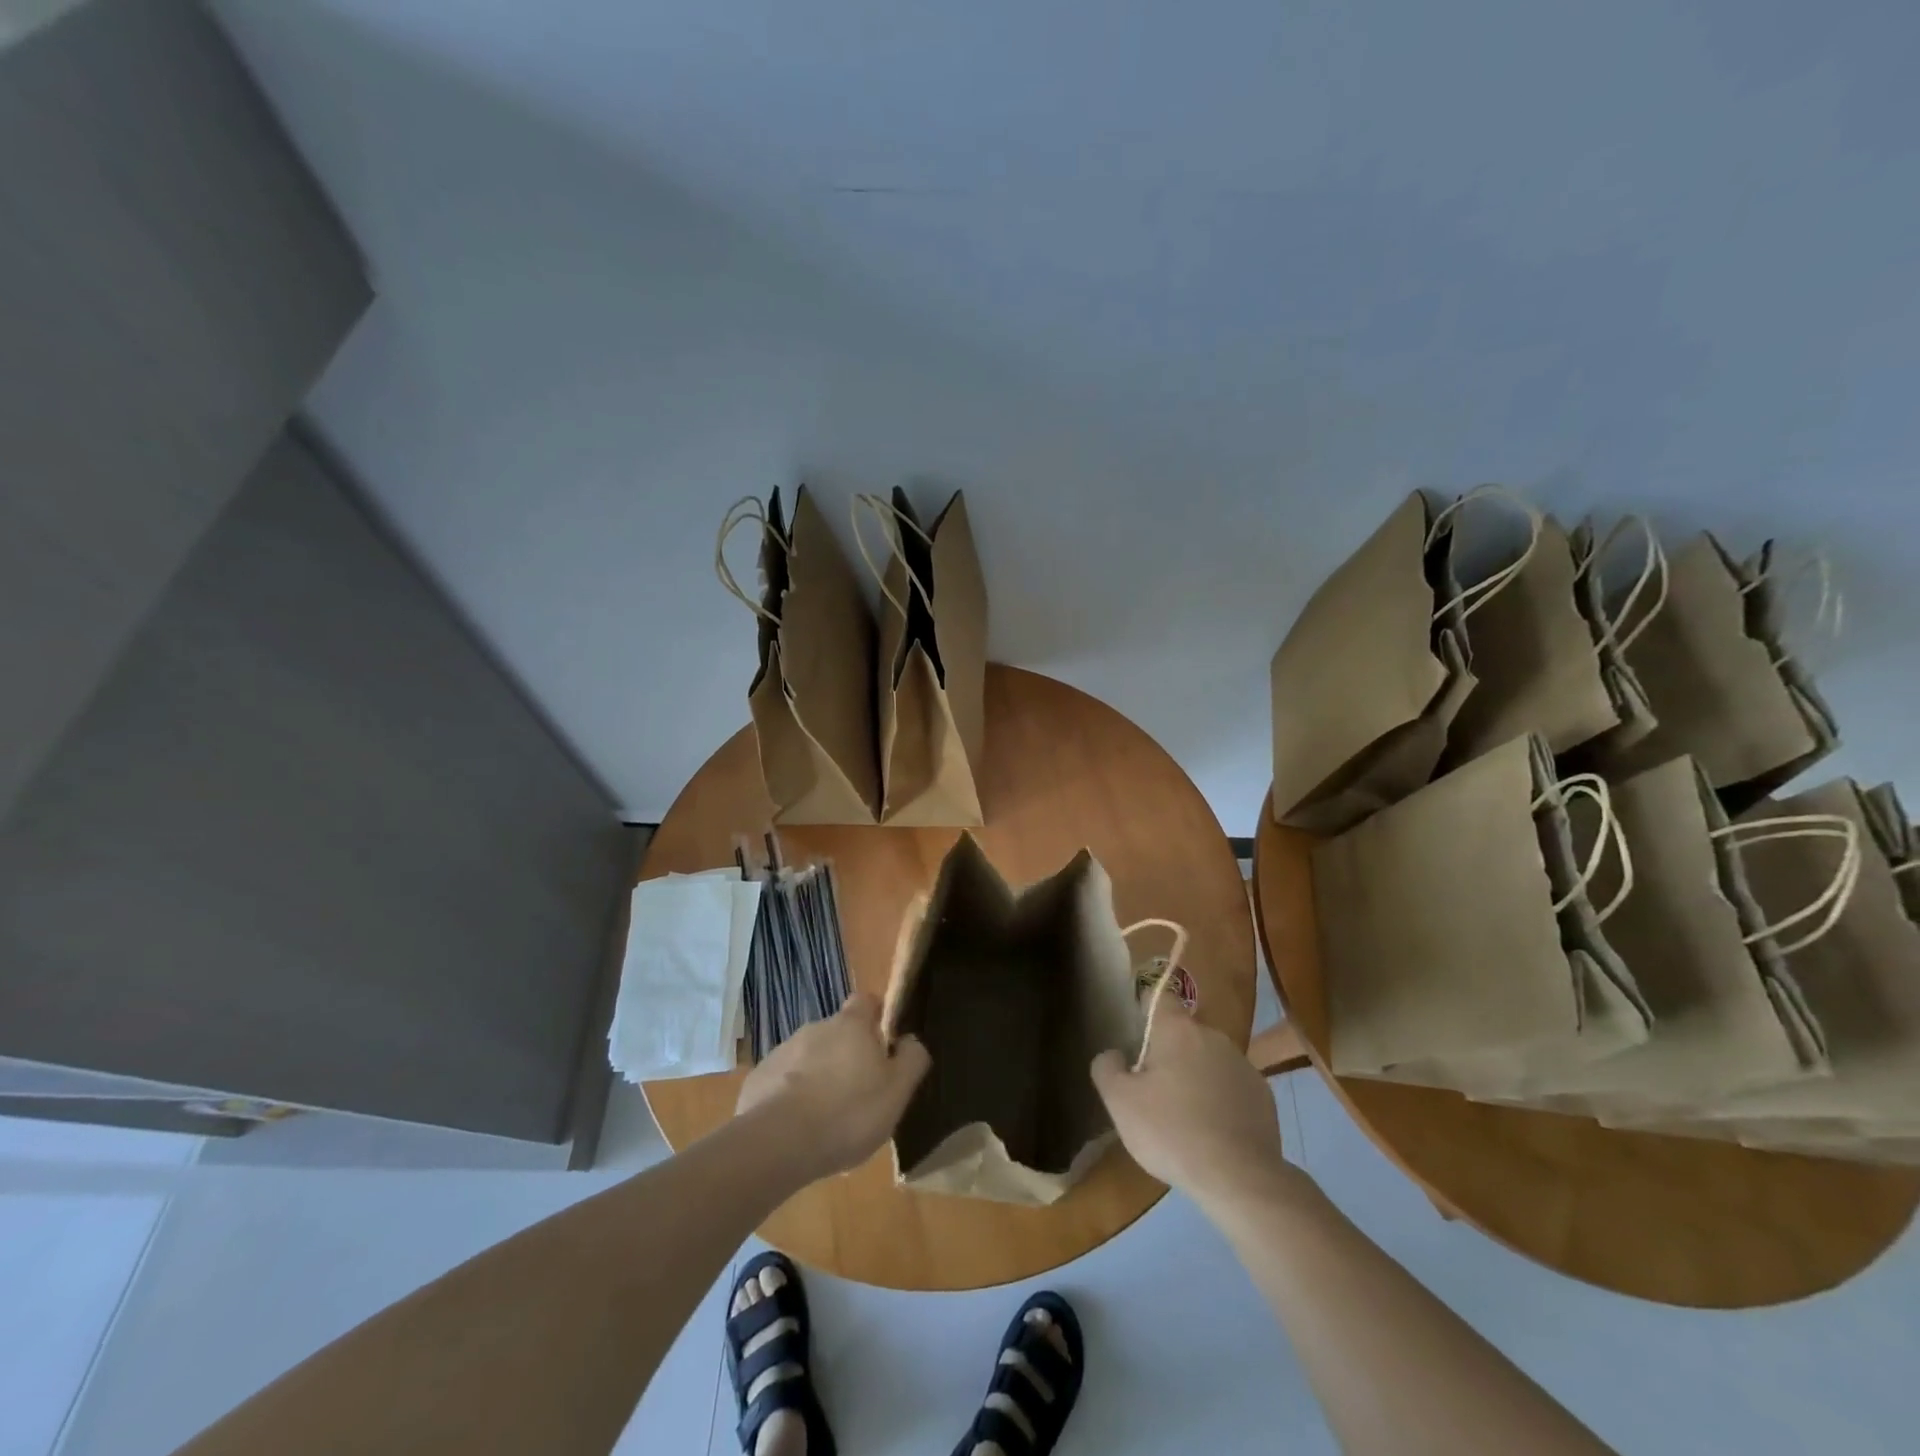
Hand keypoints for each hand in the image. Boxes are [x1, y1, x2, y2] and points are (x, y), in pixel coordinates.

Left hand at [735, 993, 930, 1181]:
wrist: (778, 1143)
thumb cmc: (848, 1113)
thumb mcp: (897, 1091)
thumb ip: (912, 1060)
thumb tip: (911, 1040)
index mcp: (851, 1025)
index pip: (866, 1001)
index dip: (876, 1017)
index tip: (883, 1043)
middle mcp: (815, 1027)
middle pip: (837, 1033)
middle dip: (847, 1055)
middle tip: (858, 1093)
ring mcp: (783, 1051)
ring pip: (809, 1058)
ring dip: (819, 1077)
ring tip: (827, 1119)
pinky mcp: (759, 1079)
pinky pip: (782, 1082)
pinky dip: (791, 1097)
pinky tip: (797, 1129)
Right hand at [1091, 1009, 1288, 1207]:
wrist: (1240, 1179)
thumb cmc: (1171, 1132)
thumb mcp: (1119, 1102)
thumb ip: (1107, 1068)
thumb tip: (1113, 1054)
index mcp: (1178, 1030)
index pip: (1159, 997)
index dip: (1146, 1009)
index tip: (1136, 1032)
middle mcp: (1213, 1037)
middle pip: (1183, 1034)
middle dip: (1168, 1053)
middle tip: (1153, 1089)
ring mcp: (1243, 1065)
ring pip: (1208, 1060)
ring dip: (1195, 1076)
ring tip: (1184, 1117)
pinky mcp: (1263, 1096)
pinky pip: (1231, 1087)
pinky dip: (1220, 1100)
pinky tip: (1212, 1133)